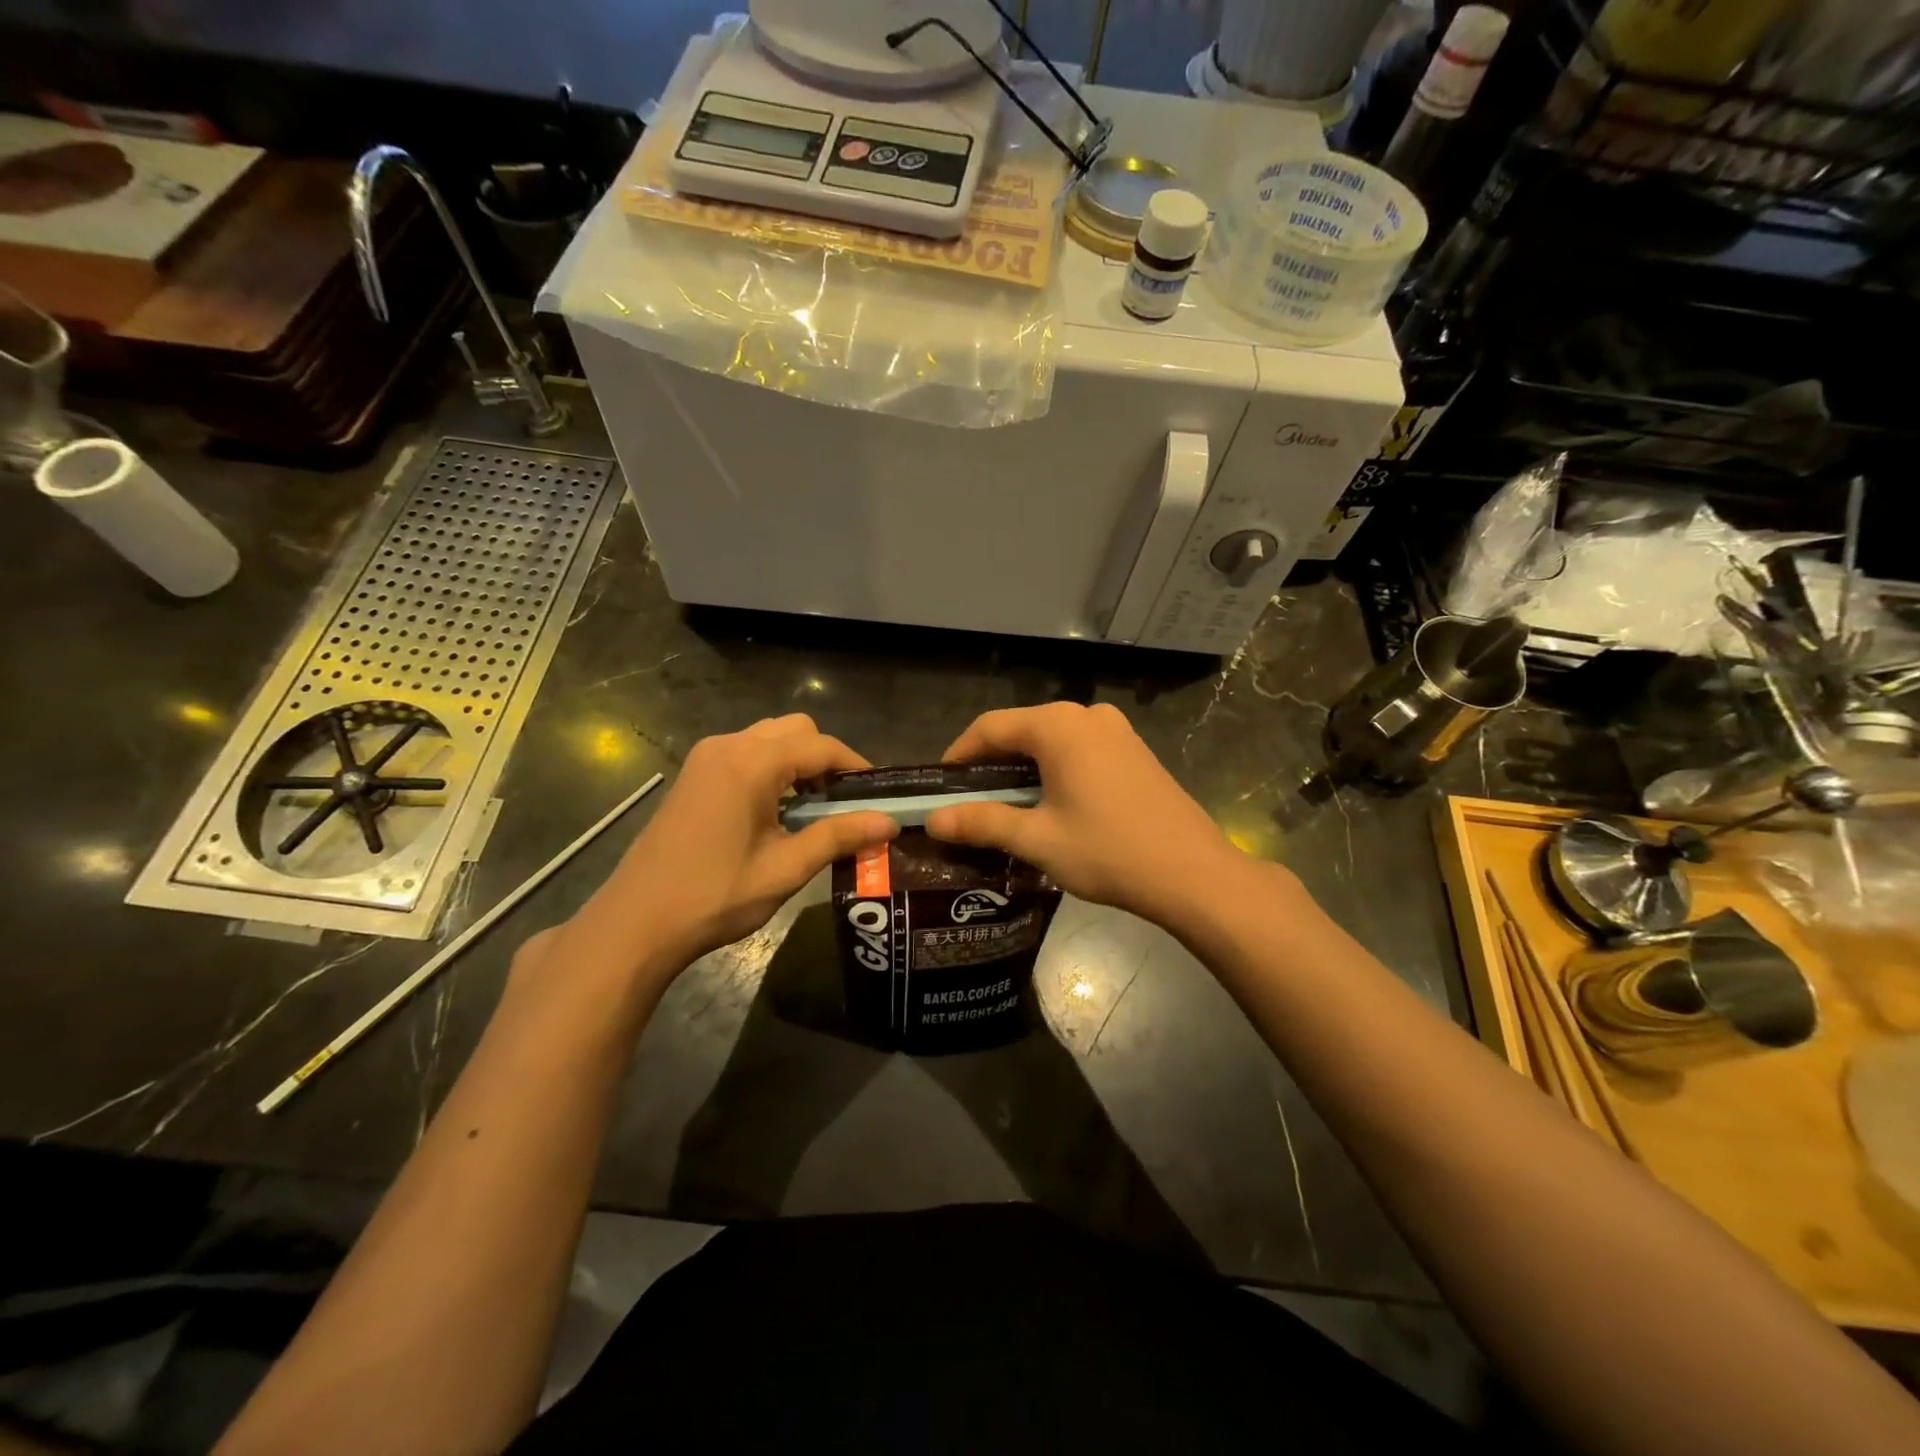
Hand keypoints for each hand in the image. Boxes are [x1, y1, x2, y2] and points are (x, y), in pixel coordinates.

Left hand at [576, 715, 896, 984]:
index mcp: (751, 764)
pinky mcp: (694, 774)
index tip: (879, 793)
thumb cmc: (715, 896)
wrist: (637, 922)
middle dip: (826, 758)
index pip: (820, 746)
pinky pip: (746, 752)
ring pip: (770, 737)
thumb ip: (839, 836)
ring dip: (799, 761)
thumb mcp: (785, 868)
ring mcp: (706, 757)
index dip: (856, 766)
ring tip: (814, 807)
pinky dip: (772, 767)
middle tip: (844, 801)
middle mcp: (728, 746)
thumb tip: (888, 821)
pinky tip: (777, 808)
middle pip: (795, 730)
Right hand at [925, 702, 1249, 928]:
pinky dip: (1056, 769)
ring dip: (1024, 767)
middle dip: (991, 763)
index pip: (990, 727)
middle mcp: (1087, 715)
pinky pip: (1080, 749)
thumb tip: (934, 820)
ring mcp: (1117, 730)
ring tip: (1006, 806)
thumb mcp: (1037, 839)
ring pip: (1052, 740)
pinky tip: (1052, 803)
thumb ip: (982, 823)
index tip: (940, 787)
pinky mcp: (1135, 751)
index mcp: (1058, 726)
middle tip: (969, 802)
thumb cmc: (1108, 851)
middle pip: (1022, 730)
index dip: (959, 755)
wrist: (1193, 873)